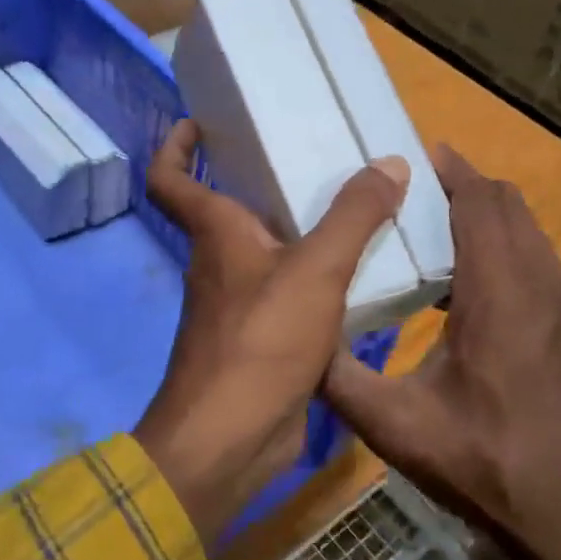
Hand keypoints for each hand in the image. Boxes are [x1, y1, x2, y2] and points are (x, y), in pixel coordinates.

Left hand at [133, 120, 409, 544]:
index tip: (198, 122)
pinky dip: (316, 278)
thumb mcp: (316, 270)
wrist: (232, 437)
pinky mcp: (262, 340)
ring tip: (351, 206)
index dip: (175, 147)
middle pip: (228, 208)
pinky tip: (359, 272)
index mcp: (216, 233)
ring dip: (298, 230)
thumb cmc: (261, 340)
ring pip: (266, 252)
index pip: (171, 179)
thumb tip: (389, 163)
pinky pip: (290, 292)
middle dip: (260, 180)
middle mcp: (220, 263)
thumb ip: (354, 216)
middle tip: (312, 154)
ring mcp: (239, 304)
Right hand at [324, 144, 560, 559]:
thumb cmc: (482, 464)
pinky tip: (466, 282)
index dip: (451, 172)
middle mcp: (539, 287)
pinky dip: (504, 246)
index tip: (413, 155)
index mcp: (499, 295)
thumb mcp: (393, 425)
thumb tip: (294, 336)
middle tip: (413, 188)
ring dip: (487, 215)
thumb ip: (337, 376)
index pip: (480, 204)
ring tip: (434, 224)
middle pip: (508, 206)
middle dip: (465, 185)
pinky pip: (537, 261)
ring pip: (528, 232)